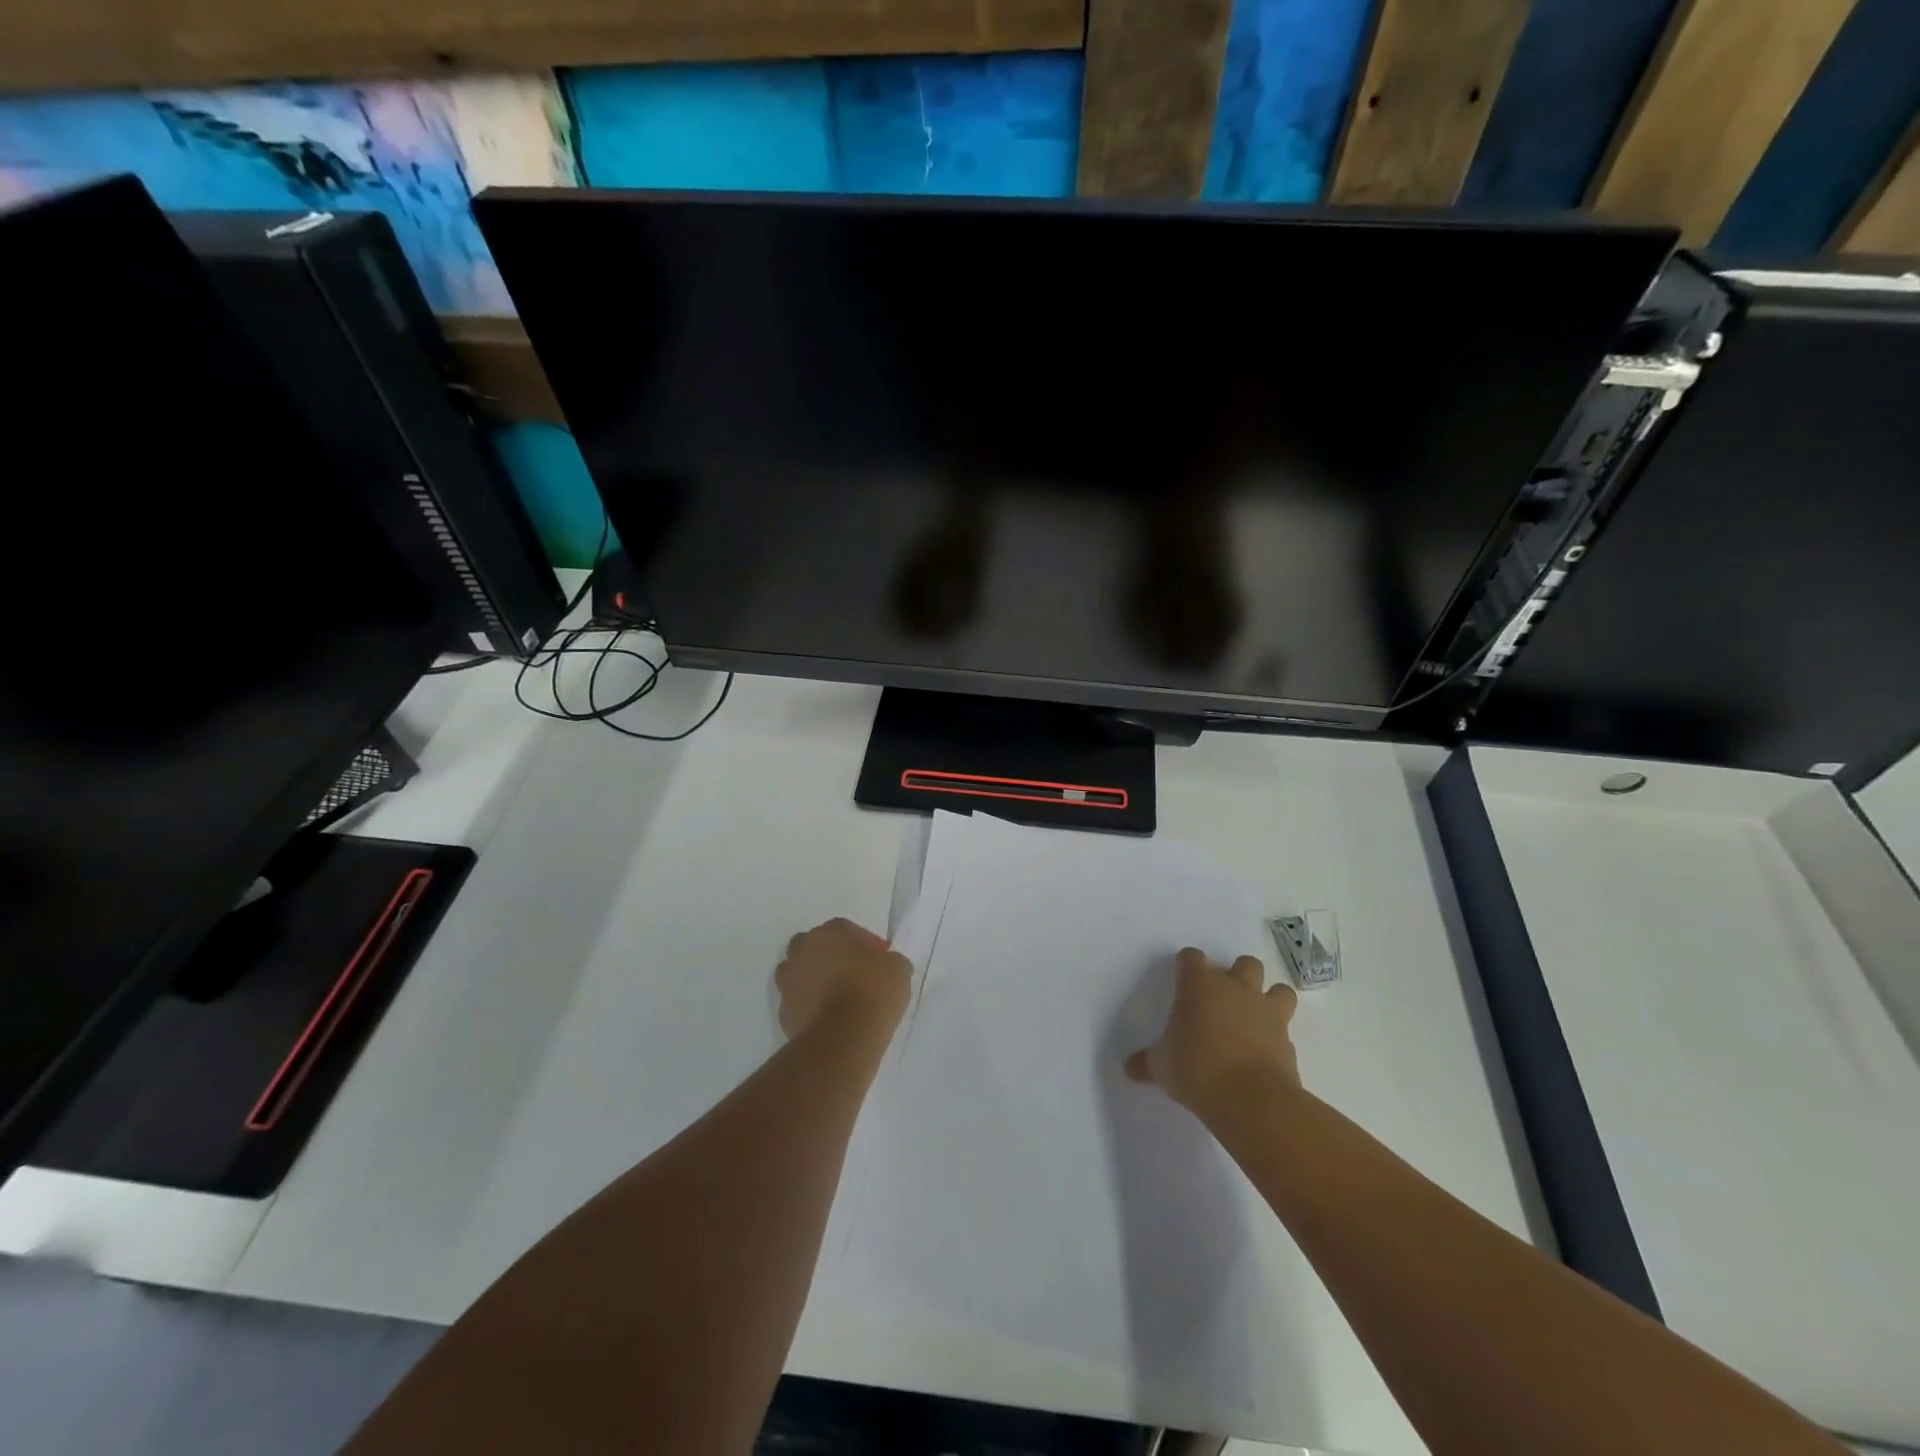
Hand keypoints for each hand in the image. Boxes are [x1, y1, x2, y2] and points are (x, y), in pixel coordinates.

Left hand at [775, 918, 909, 1041]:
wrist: (843, 1036)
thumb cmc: (873, 992)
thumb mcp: (899, 969)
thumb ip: (889, 960)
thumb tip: (886, 964)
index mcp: (831, 932)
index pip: (845, 929)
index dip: (862, 944)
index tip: (876, 962)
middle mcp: (804, 949)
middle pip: (814, 946)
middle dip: (829, 956)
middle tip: (851, 975)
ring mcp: (788, 980)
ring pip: (798, 972)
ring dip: (813, 979)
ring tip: (835, 998)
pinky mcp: (783, 1010)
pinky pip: (796, 1001)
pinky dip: (807, 1006)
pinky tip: (826, 1018)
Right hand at [1124, 947, 1300, 1118]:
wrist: (1251, 1100)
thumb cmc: (1197, 1070)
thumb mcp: (1162, 1067)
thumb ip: (1147, 1062)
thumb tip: (1129, 1067)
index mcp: (1199, 986)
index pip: (1192, 958)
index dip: (1187, 966)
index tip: (1182, 979)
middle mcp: (1236, 989)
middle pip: (1244, 963)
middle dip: (1237, 976)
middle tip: (1222, 999)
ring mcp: (1266, 1012)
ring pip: (1278, 989)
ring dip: (1269, 998)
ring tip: (1255, 1018)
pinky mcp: (1288, 1040)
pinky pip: (1286, 1028)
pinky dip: (1277, 1036)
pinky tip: (1265, 1052)